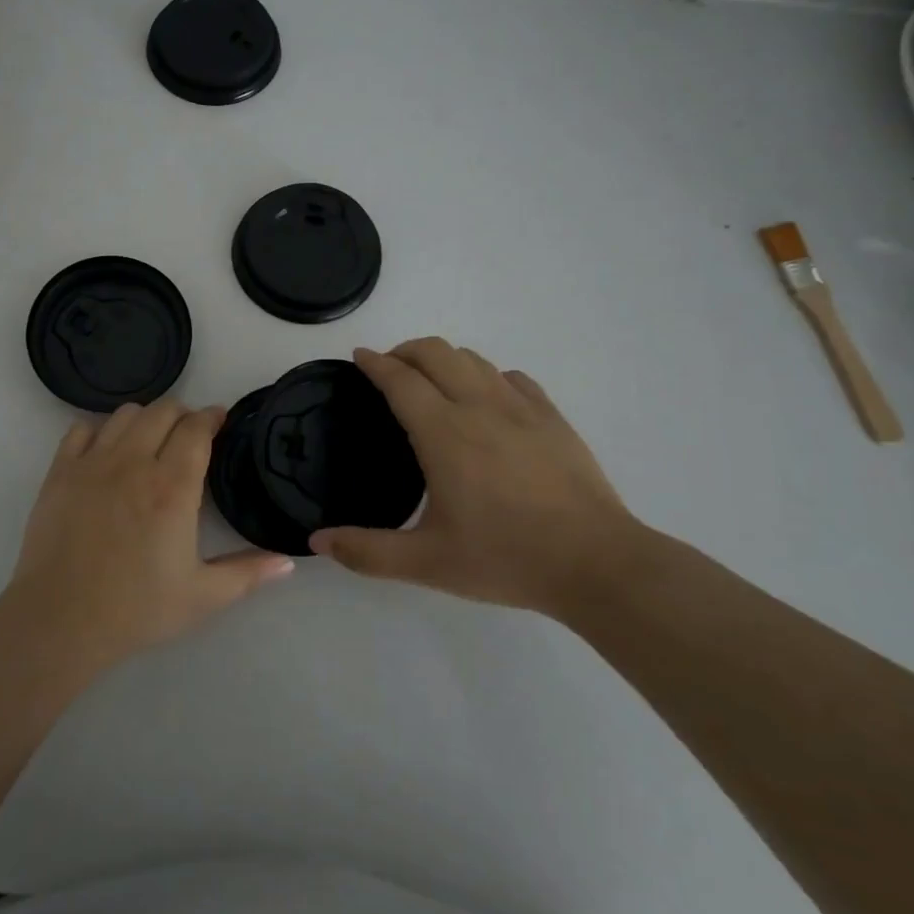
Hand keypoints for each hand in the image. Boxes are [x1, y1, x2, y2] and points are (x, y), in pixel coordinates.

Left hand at [3, 400, 295, 671]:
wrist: (59, 620)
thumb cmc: (136, 609)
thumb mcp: (202, 597)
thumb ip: (247, 573)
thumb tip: (287, 561)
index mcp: (172, 488)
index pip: (196, 429)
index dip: (211, 417)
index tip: (219, 421)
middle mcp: (134, 463)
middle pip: (163, 411)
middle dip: (182, 414)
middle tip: (189, 434)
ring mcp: (92, 463)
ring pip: (124, 414)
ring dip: (145, 419)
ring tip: (150, 440)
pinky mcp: (59, 472)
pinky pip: (81, 429)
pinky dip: (100, 431)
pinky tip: (106, 451)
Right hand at [311, 339, 644, 614]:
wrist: (596, 563)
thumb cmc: (506, 558)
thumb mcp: (427, 564)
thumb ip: (366, 551)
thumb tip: (317, 540)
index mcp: (443, 433)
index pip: (400, 379)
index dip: (374, 362)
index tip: (359, 357)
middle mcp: (478, 406)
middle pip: (435, 351)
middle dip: (405, 350)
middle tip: (389, 371)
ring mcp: (520, 407)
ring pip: (473, 358)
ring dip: (443, 359)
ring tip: (431, 382)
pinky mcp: (552, 417)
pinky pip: (510, 377)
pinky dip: (486, 376)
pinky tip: (485, 400)